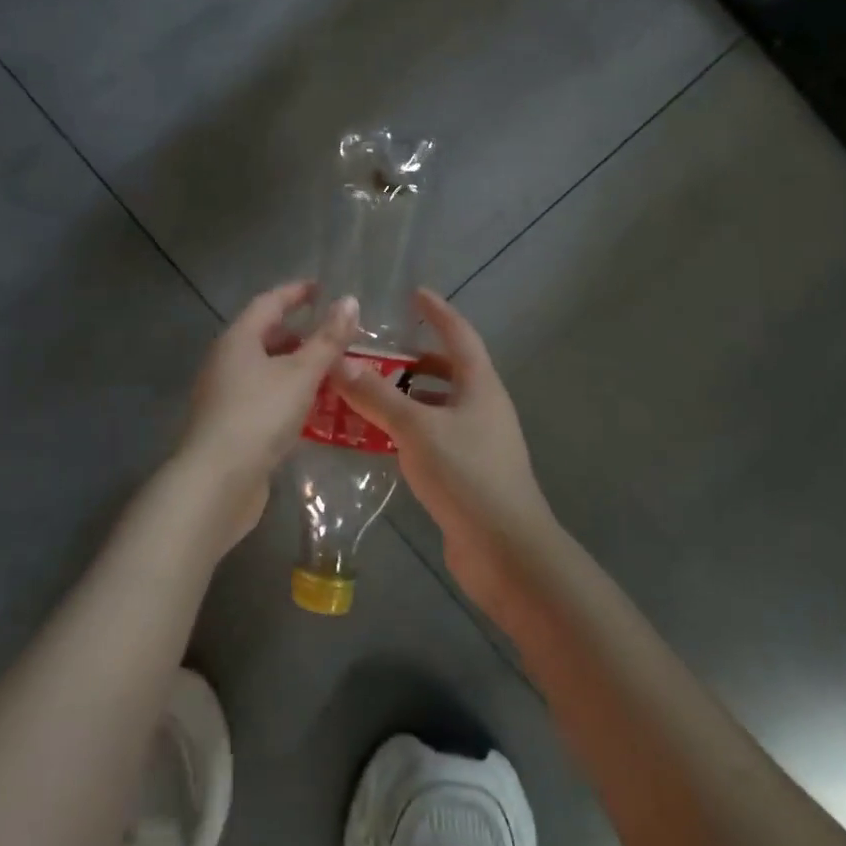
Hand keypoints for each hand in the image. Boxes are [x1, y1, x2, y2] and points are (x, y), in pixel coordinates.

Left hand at [176, 281, 360, 550]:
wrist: (216, 483)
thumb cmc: (259, 416)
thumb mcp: (301, 374)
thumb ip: (328, 339)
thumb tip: (350, 301)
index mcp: (238, 340)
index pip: (269, 303)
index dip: (296, 293)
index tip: (322, 288)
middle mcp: (226, 362)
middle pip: (265, 337)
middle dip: (299, 334)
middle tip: (334, 337)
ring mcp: (225, 396)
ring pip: (266, 370)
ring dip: (297, 368)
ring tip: (332, 373)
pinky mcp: (230, 427)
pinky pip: (265, 399)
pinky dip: (289, 396)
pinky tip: (313, 411)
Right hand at [330, 289, 556, 613]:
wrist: (506, 552)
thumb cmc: (467, 475)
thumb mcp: (416, 429)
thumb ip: (377, 396)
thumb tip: (338, 363)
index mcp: (480, 386)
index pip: (459, 335)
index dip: (438, 312)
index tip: (415, 293)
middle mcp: (483, 408)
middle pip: (448, 371)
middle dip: (414, 359)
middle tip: (375, 352)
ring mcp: (477, 443)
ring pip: (437, 407)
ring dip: (406, 398)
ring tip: (366, 394)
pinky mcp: (466, 474)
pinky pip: (431, 438)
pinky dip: (406, 431)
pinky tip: (378, 439)